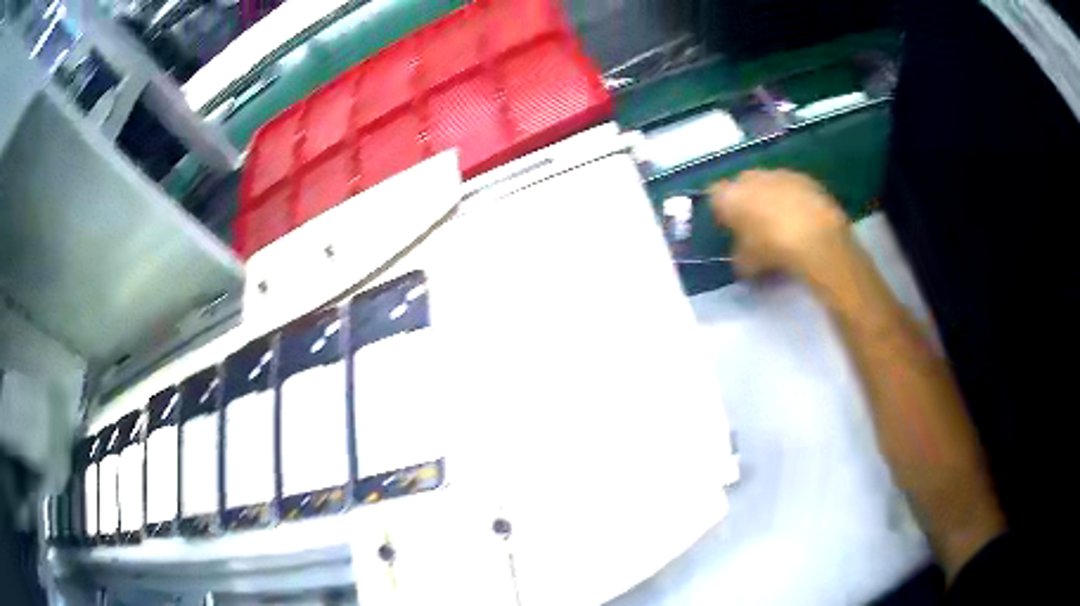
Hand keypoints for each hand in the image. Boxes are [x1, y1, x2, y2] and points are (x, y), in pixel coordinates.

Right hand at [708, 170, 849, 280]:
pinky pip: (794, 188)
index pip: (714, 197)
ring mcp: (779, 174)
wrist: (816, 238)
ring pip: (769, 184)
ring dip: (772, 198)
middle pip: (742, 185)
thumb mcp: (748, 265)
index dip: (721, 212)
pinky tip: (804, 221)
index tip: (729, 227)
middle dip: (747, 201)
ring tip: (783, 224)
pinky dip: (795, 200)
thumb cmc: (772, 250)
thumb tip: (743, 261)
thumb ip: (740, 258)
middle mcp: (750, 177)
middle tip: (756, 225)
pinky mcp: (805, 178)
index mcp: (730, 196)